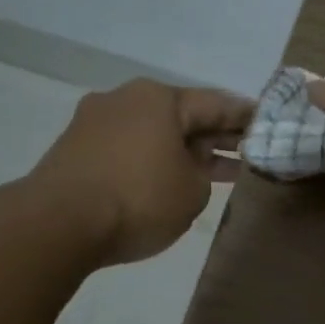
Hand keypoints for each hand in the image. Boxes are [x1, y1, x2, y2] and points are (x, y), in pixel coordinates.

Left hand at [34, 79, 253, 265]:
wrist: (57, 224)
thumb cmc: (139, 199)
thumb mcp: (193, 192)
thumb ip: (203, 173)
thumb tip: (188, 166)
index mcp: (160, 99)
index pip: (216, 104)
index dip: (245, 117)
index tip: (267, 122)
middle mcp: (126, 99)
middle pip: (182, 116)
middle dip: (214, 135)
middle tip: (245, 150)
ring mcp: (96, 122)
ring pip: (154, 132)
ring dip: (184, 150)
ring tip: (213, 170)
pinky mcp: (76, 149)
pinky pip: (129, 148)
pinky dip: (154, 159)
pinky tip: (169, 178)